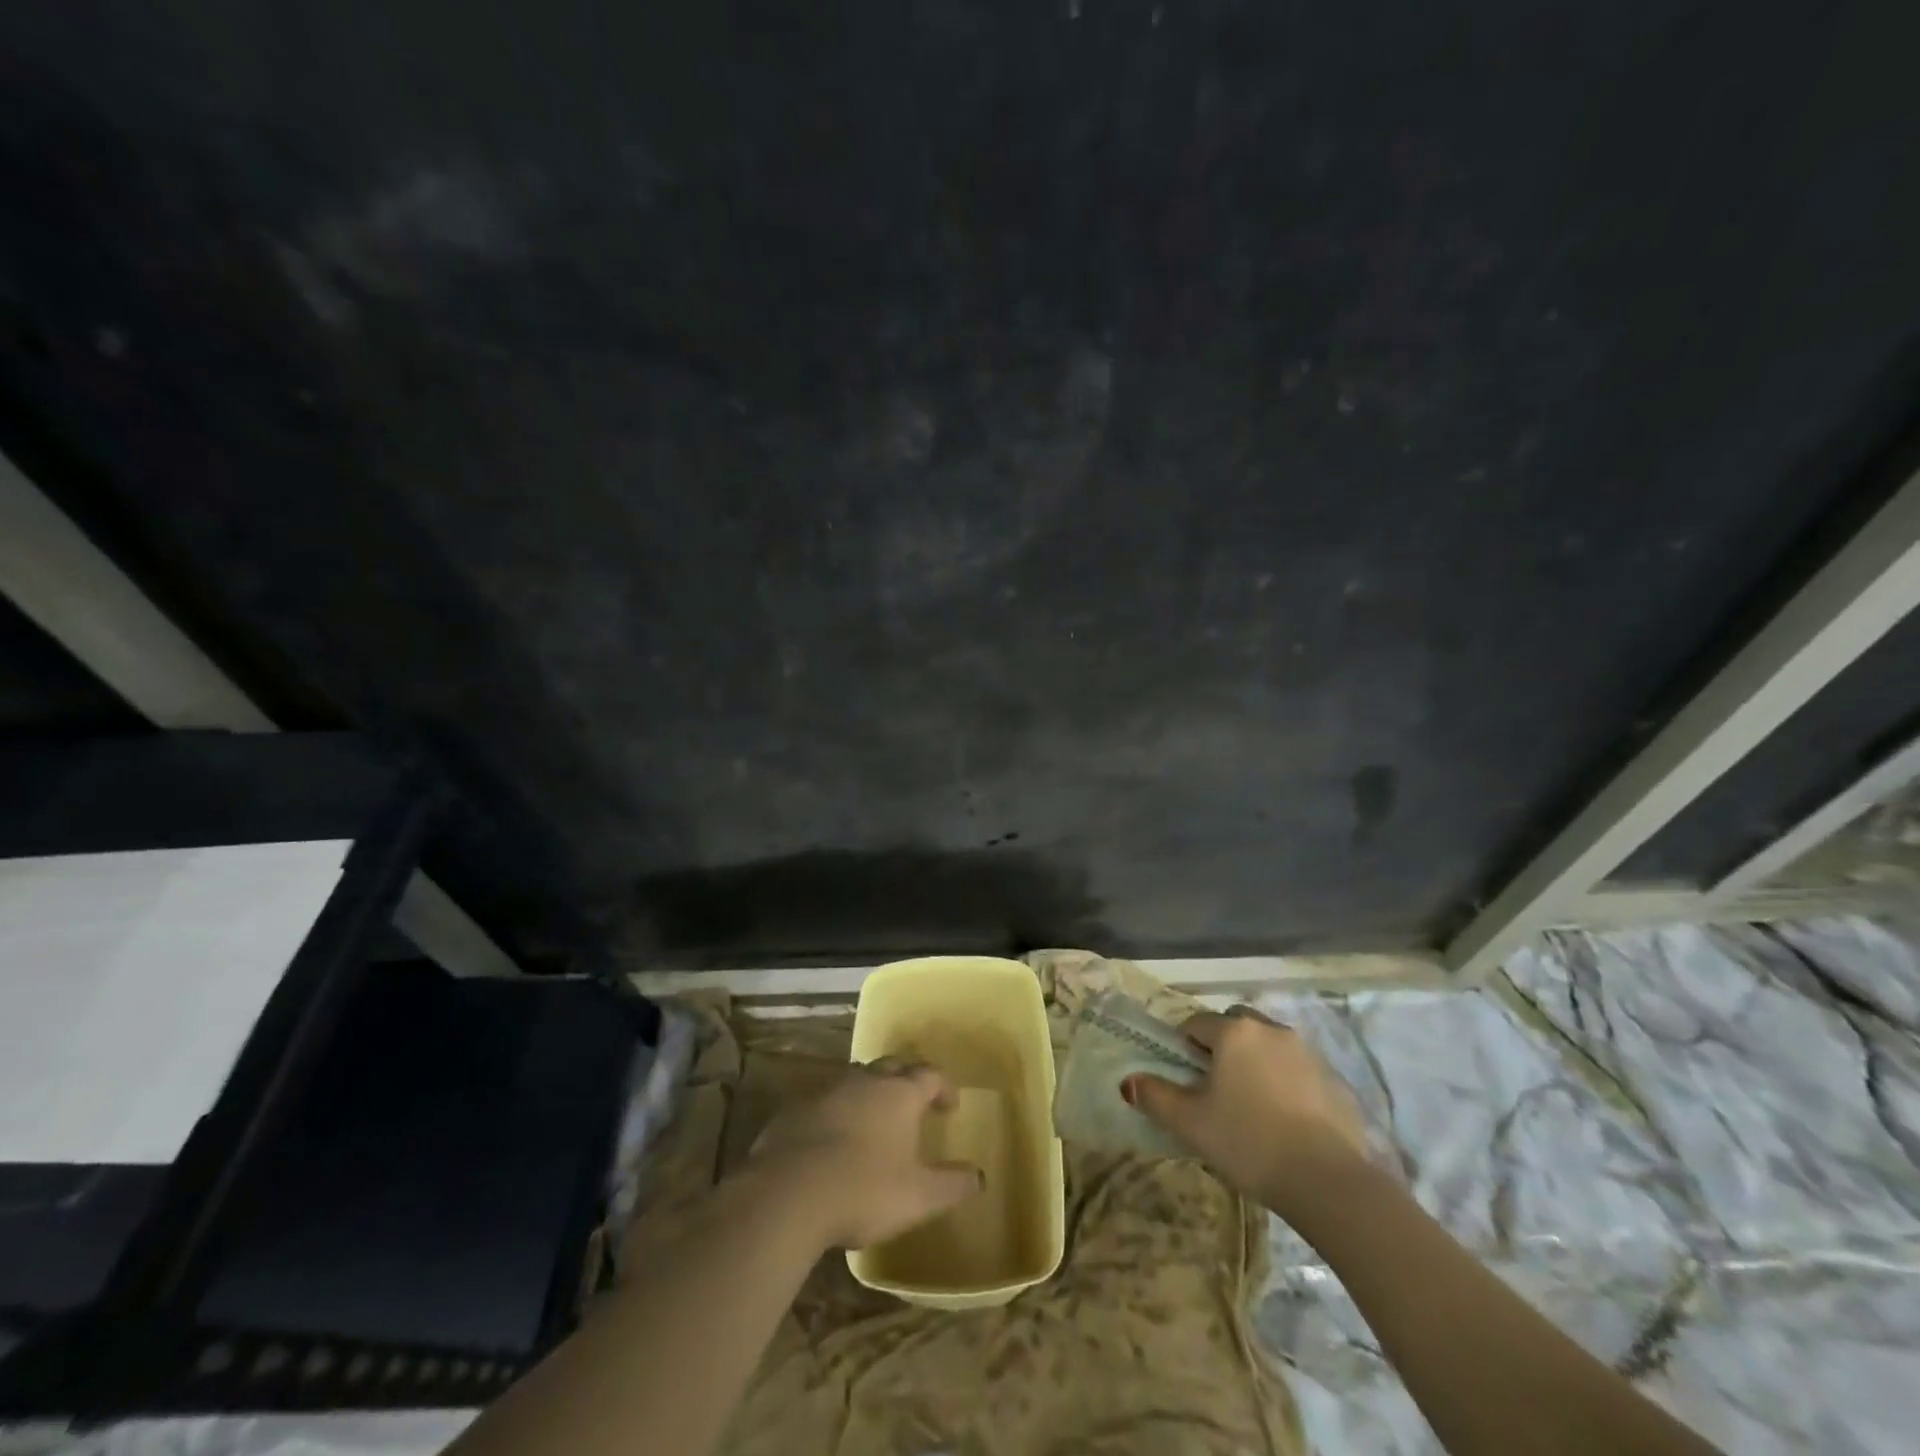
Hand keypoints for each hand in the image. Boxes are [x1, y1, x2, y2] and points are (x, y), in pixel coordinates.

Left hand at [744, 1058, 983, 1250]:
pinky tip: (832, 1140)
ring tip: (874, 1119)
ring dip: (869, 1093)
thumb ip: (952, 1185)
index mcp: (899, 1094)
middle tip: (913, 1103)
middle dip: (905, 1081)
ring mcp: (826, 1091)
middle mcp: (865, 1081)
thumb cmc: (863, 1190)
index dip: (943, 1087)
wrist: (787, 1194)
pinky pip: (823, 1102)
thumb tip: (979, 1176)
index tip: (950, 1106)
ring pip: (855, 1080)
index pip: (930, 1075)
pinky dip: (835, 1113)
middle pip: (891, 1067)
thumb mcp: (918, 1196)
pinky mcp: (795, 1109)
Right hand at [1124, 1008, 1369, 1211]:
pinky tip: (1286, 1120)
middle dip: (1222, 1044)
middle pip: (1236, 1024)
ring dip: (1256, 1060)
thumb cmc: (1249, 1142)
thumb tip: (1127, 1082)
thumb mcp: (1190, 1123)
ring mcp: (1308, 1053)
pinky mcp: (1335, 1080)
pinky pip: (1299, 1069)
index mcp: (1233, 1032)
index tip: (1184, 1076)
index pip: (1196, 1023)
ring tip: (1252, 1103)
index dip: (1184, 1046)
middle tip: (1216, 1085)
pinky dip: (1287, 1082)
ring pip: (1270, 1044)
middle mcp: (1271, 1029)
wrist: (1329, 1181)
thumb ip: (1155, 1096)